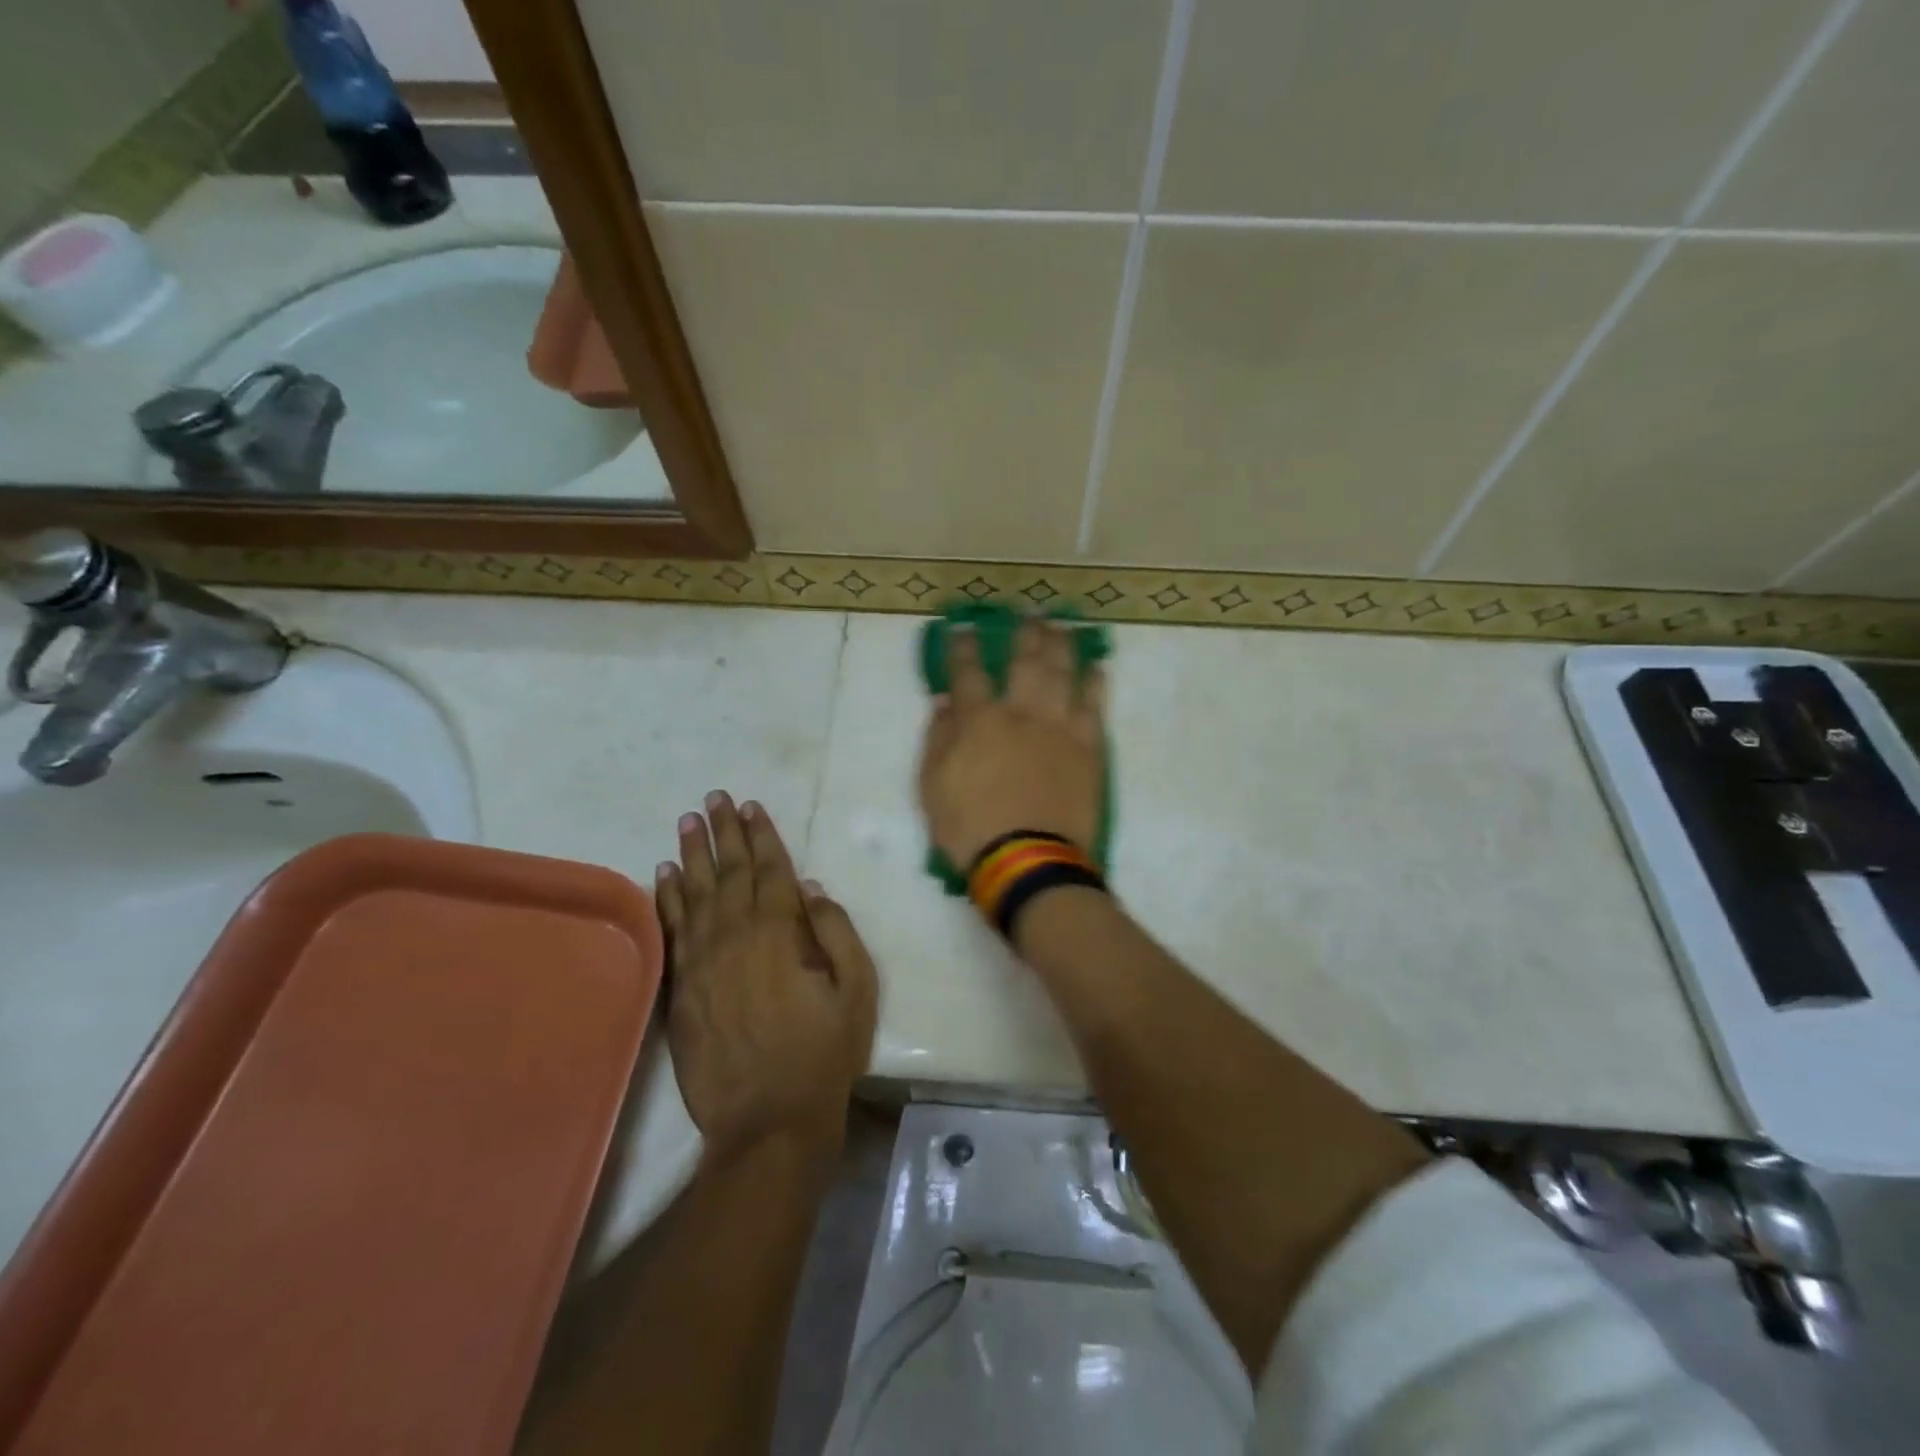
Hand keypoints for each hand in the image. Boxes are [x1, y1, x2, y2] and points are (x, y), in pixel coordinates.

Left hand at [655, 793, 877, 1160]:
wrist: (769, 1121)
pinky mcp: (682, 988)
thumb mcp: (856, 991)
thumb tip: (810, 888)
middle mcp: (736, 937)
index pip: (769, 871)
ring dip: (692, 855)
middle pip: (729, 873)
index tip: (750, 805)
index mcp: (780, 934)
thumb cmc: (823, 1054)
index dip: (761, 835)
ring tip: (687, 822)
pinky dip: (666, 899)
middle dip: (723, 832)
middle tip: (714, 798)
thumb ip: (836, 932)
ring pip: (695, 894)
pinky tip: (663, 875)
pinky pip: (672, 931)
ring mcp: (703, 962)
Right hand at [918, 619, 1105, 870]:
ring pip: (1063, 673)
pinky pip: (1094, 705)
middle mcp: (1022, 712)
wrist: (1028, 860)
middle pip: (1025, 660)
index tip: (962, 626)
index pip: (968, 671)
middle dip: (1024, 632)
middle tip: (1030, 611)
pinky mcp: (1088, 747)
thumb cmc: (971, 828)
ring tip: (1061, 625)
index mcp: (979, 720)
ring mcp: (1060, 727)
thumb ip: (938, 740)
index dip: (963, 646)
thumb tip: (945, 704)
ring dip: (1061, 645)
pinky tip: (1095, 668)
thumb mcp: (932, 787)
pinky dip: (1095, 683)